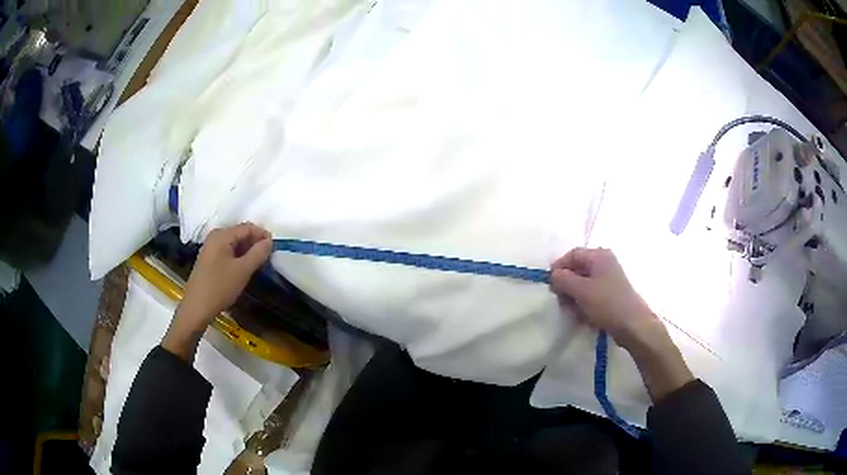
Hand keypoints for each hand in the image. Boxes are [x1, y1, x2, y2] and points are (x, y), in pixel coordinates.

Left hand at [162, 222, 272, 361]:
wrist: (196, 308)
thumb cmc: (220, 287)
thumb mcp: (243, 271)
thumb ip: (258, 253)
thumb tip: (269, 241)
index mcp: (222, 235)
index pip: (248, 227)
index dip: (263, 235)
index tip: (275, 249)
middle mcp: (215, 237)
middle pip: (240, 233)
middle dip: (255, 243)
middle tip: (268, 258)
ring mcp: (210, 248)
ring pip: (234, 244)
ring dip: (247, 251)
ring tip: (258, 265)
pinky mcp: (209, 259)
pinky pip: (228, 251)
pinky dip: (238, 257)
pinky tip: (243, 269)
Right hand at [549, 247, 656, 348]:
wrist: (633, 325)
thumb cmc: (607, 304)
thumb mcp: (581, 290)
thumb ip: (563, 279)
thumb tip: (553, 275)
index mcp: (599, 256)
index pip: (572, 254)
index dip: (559, 268)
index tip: (551, 286)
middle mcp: (604, 263)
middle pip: (577, 269)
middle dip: (566, 285)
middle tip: (561, 302)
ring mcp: (609, 279)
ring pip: (583, 284)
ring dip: (574, 297)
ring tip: (573, 312)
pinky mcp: (611, 294)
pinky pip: (591, 295)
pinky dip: (584, 304)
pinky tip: (584, 317)